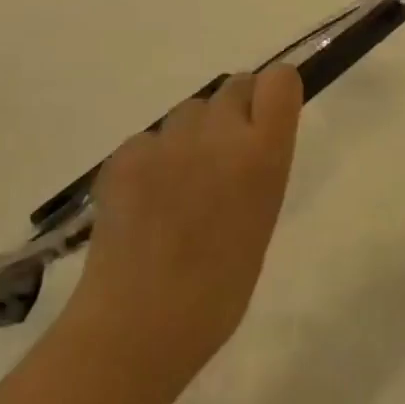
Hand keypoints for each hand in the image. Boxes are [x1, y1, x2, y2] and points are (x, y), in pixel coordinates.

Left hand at [57, 68, 302, 388]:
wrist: (142, 323)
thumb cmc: (222, 285)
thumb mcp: (263, 215)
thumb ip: (260, 166)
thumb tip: (248, 143)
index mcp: (263, 154)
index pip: (279, 80)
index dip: (274, 92)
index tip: (269, 117)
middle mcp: (218, 134)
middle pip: (234, 86)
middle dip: (235, 111)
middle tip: (224, 157)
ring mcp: (166, 142)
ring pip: (189, 111)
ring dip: (193, 133)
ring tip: (181, 183)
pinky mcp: (125, 156)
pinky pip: (149, 138)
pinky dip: (153, 158)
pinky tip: (147, 199)